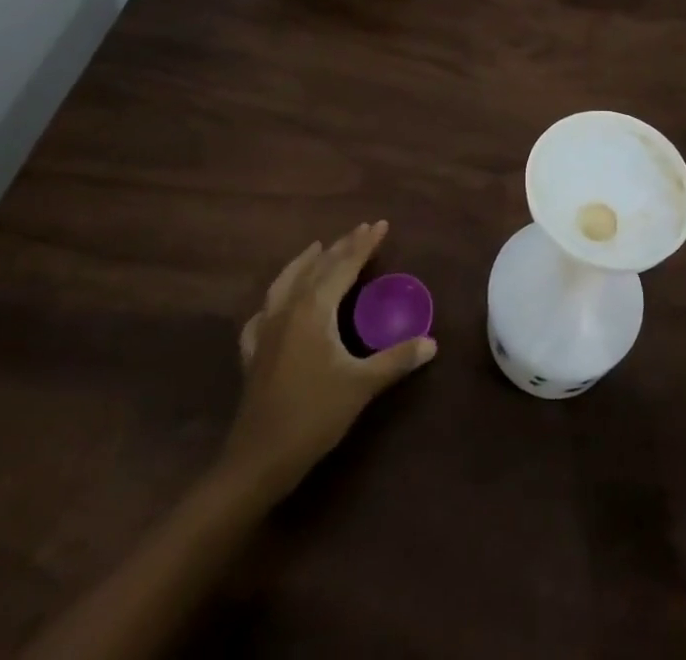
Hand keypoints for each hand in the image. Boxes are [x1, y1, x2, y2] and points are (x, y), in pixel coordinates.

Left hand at [225, 222, 435, 496]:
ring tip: (316, 248)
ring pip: (286, 282)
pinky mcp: (253, 353)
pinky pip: (263, 313)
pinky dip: (274, 300)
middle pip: (317, 267)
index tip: (381, 224)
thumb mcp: (362, 385)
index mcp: (314, 308)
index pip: (344, 265)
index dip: (364, 244)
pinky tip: (274, 305)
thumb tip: (432, 343)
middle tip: (361, 229)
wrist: (258, 461)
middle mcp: (288, 309)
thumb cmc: (314, 416)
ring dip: (305, 262)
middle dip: (341, 247)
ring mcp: (266, 330)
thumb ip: (396, 359)